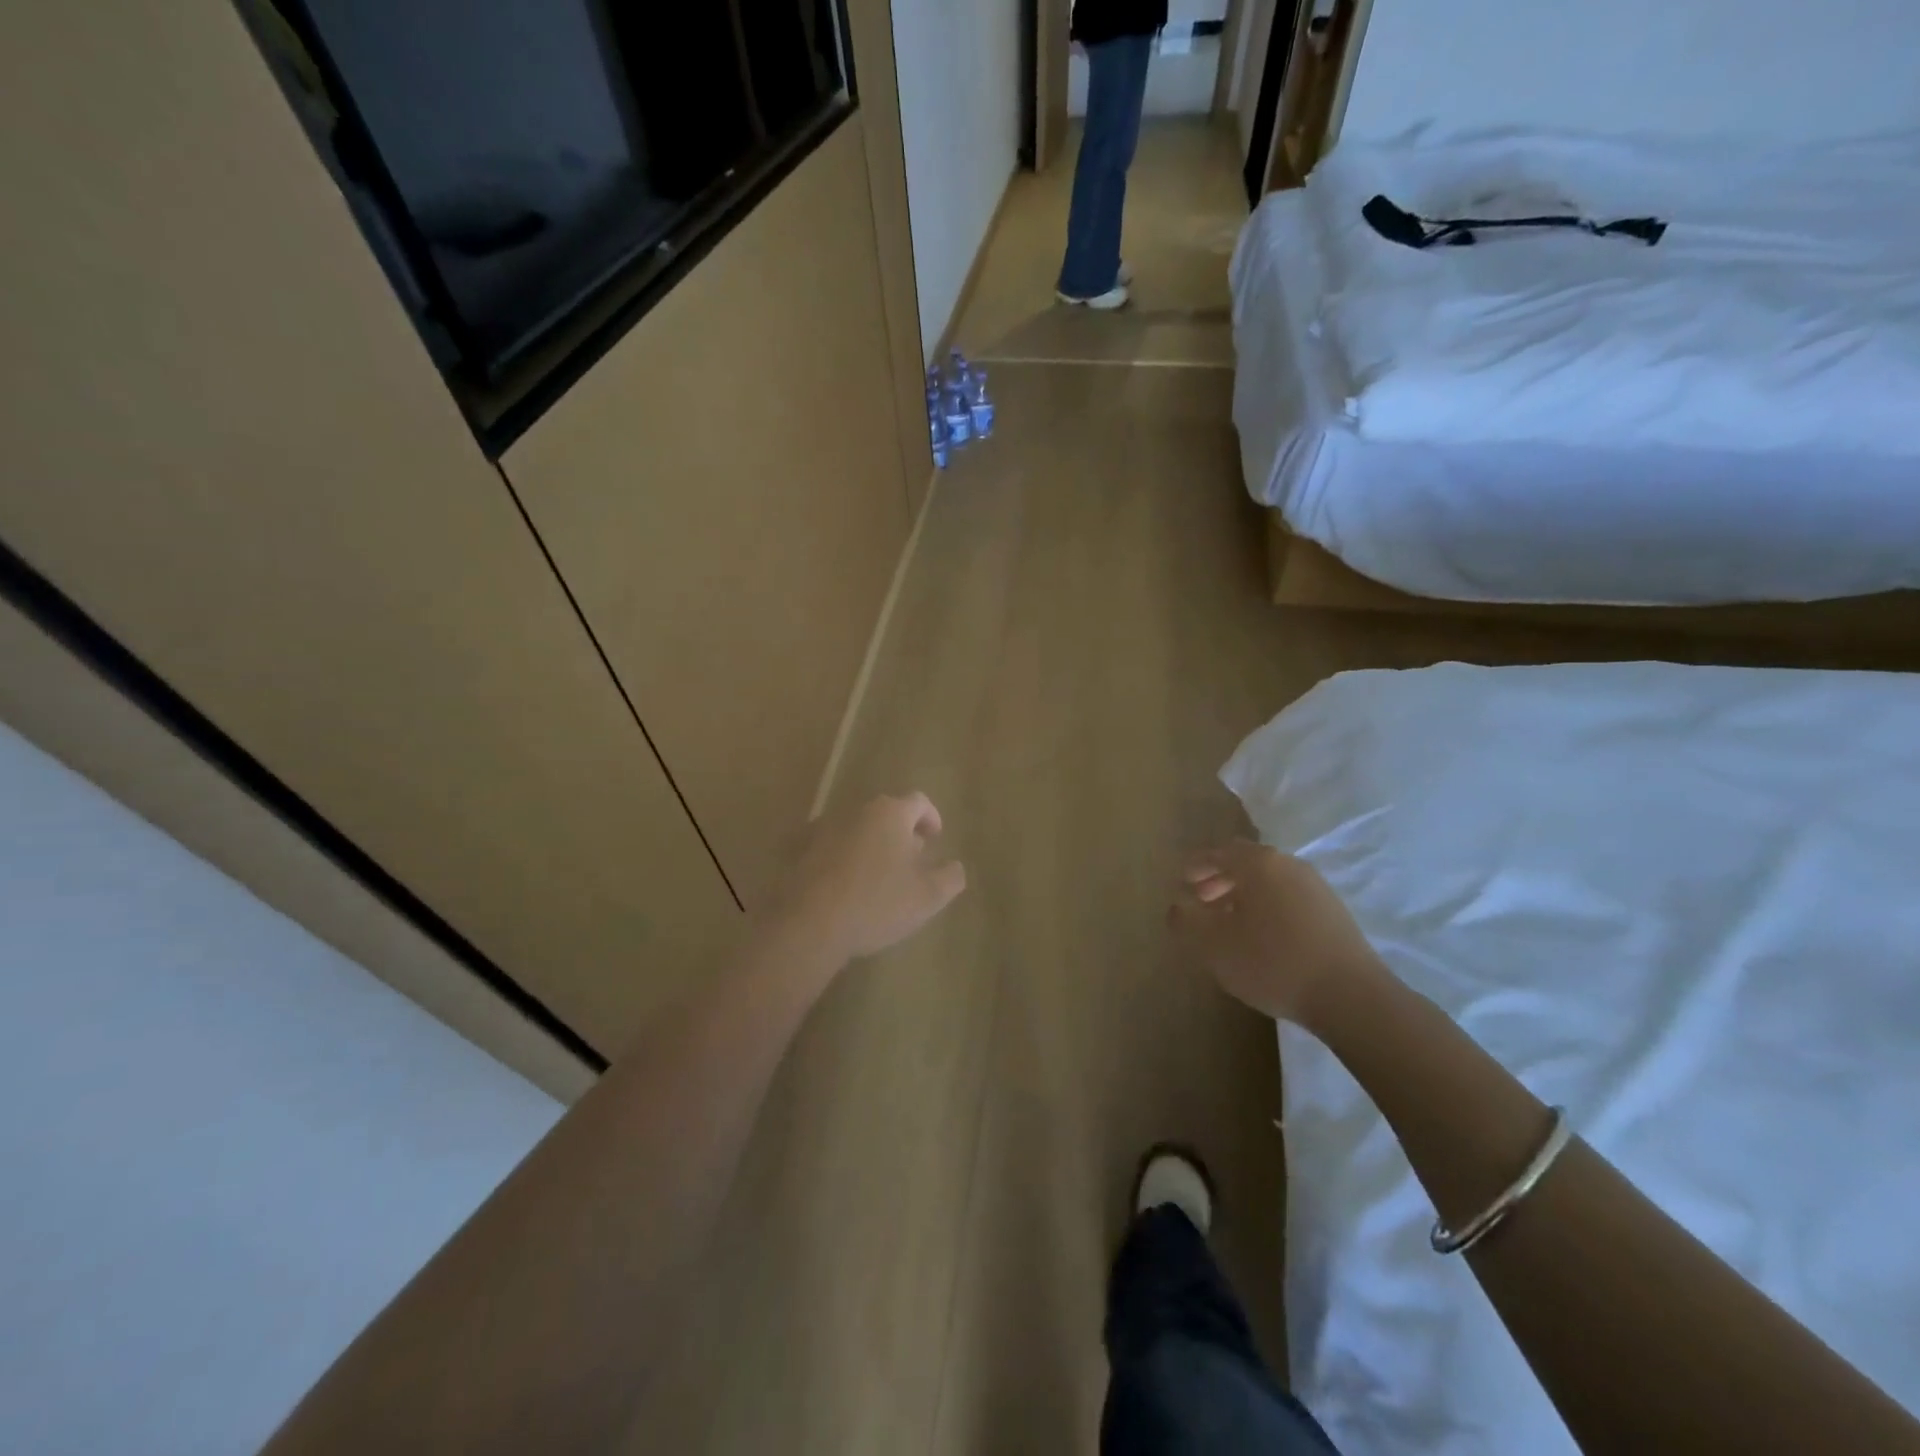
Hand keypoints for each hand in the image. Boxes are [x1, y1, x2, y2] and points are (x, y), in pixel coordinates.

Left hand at [766, 793, 966, 966]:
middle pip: (886, 814)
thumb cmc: (877, 903)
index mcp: (890, 813)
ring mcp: (823, 828)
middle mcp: (856, 811)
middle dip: (901, 833)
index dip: (931, 818)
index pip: (919, 802)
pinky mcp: (799, 850)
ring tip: (878, 877)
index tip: (935, 839)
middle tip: (910, 861)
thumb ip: (950, 877)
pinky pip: (832, 848)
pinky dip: (845, 859)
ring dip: (872, 846)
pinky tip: (847, 888)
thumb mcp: (928, 896)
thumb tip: (954, 866)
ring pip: (857, 830)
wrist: (809, 924)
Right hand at [1170, 840, 1382, 1026]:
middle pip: (1246, 863)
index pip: (1219, 852)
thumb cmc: (1272, 962)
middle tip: (1200, 900)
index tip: (1181, 880)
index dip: (1196, 865)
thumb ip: (1187, 921)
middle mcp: (1288, 865)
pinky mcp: (1333, 913)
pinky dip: (1267, 906)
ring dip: (1244, 894)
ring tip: (1228, 922)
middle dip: (1219, 878)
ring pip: (1269, 881)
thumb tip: (1177, 905)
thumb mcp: (1213, 945)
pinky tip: (1261, 936)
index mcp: (1259, 863)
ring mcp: (1316, 887)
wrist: (1350, 996)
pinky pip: (1288, 898)